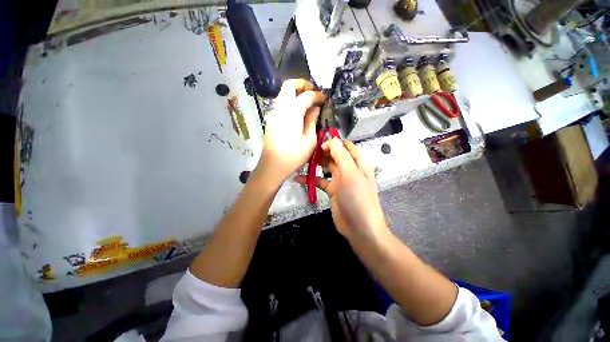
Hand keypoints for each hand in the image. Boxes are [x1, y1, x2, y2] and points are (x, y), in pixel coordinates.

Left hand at [256, 79, 325, 185]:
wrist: (272, 166)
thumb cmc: (293, 156)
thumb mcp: (309, 140)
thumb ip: (312, 121)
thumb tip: (315, 108)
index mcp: (292, 112)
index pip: (306, 95)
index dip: (317, 95)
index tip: (324, 99)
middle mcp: (280, 108)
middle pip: (289, 85)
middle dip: (303, 85)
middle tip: (313, 94)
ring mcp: (273, 113)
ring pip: (283, 94)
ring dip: (296, 93)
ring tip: (308, 104)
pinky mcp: (271, 120)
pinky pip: (281, 104)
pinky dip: (290, 102)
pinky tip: (299, 113)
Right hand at [296, 138, 388, 242]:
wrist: (359, 227)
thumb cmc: (357, 198)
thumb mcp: (351, 174)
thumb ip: (341, 155)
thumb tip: (332, 140)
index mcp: (357, 163)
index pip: (346, 146)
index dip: (334, 143)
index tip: (320, 145)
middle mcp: (349, 169)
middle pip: (335, 155)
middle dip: (322, 152)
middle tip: (307, 152)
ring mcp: (340, 180)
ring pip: (327, 167)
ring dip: (316, 164)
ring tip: (302, 161)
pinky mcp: (332, 190)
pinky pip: (320, 181)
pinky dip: (311, 179)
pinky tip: (298, 179)